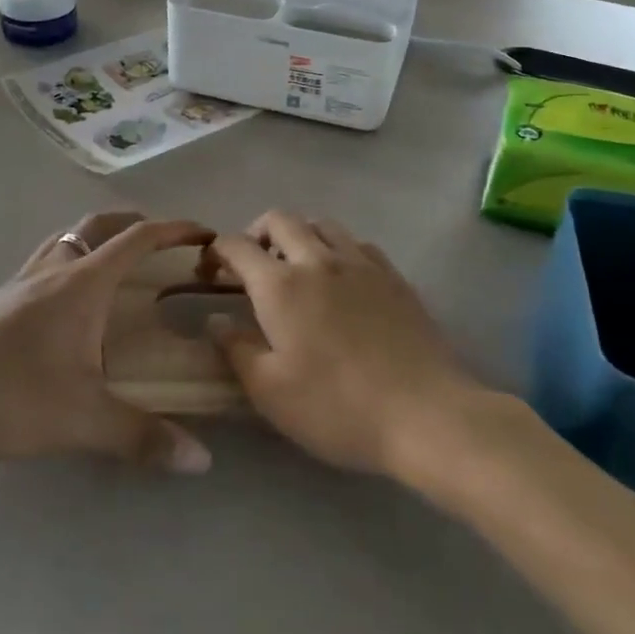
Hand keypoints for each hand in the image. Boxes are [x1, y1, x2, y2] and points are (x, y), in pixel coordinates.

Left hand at [0, 213, 214, 472]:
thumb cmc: (7, 396)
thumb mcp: (80, 420)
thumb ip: (142, 437)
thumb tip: (201, 460)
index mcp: (82, 283)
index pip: (137, 239)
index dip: (174, 230)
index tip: (204, 235)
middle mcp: (54, 269)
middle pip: (100, 225)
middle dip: (137, 225)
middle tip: (164, 245)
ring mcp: (23, 280)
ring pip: (69, 237)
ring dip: (100, 237)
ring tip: (120, 263)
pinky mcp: (1, 298)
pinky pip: (48, 257)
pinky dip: (72, 257)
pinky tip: (71, 297)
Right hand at [206, 212, 476, 476]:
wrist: (424, 414)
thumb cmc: (336, 407)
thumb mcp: (270, 392)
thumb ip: (236, 349)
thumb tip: (216, 319)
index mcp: (280, 285)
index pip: (237, 246)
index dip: (217, 252)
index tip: (210, 272)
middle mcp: (318, 260)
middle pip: (280, 219)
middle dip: (257, 233)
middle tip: (252, 266)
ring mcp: (360, 263)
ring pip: (321, 224)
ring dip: (299, 235)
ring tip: (296, 268)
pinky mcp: (393, 276)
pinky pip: (357, 243)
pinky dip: (337, 249)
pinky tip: (341, 279)